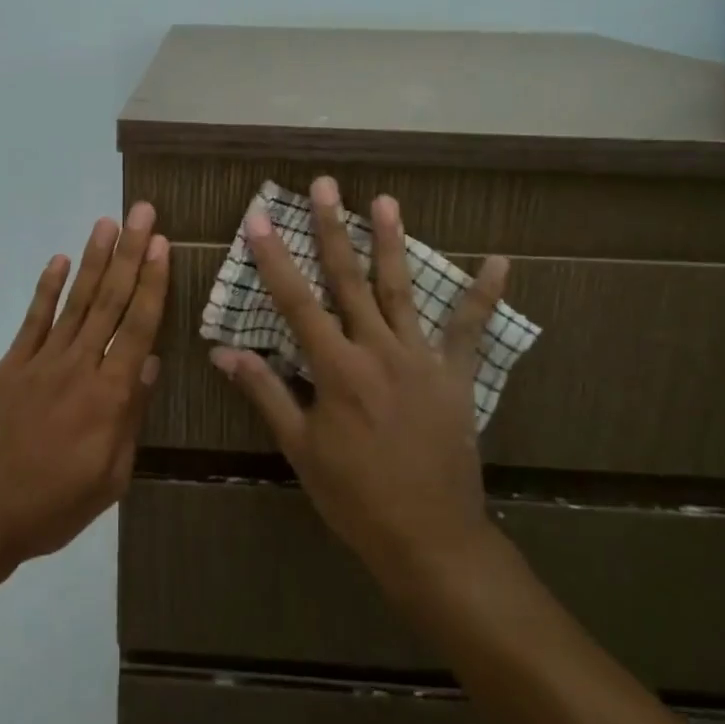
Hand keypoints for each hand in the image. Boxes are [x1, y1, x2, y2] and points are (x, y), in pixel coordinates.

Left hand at [0, 204, 169, 576]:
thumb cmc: (54, 507)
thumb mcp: (110, 479)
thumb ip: (131, 417)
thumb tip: (150, 363)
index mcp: (108, 397)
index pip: (138, 327)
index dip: (152, 283)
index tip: (161, 244)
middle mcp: (78, 367)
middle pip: (110, 301)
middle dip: (129, 254)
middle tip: (142, 213)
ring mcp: (41, 362)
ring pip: (75, 302)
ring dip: (93, 259)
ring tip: (107, 223)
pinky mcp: (11, 365)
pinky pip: (34, 320)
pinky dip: (47, 288)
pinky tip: (60, 260)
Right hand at [210, 177, 508, 590]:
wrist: (429, 538)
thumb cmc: (354, 496)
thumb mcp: (300, 448)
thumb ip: (265, 392)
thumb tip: (223, 351)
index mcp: (336, 370)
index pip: (297, 302)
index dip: (275, 259)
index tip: (258, 219)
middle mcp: (377, 351)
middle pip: (349, 280)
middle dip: (332, 229)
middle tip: (324, 186)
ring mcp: (420, 360)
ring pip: (401, 290)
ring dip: (392, 242)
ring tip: (385, 200)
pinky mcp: (455, 376)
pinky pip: (471, 330)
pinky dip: (485, 295)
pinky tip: (501, 261)